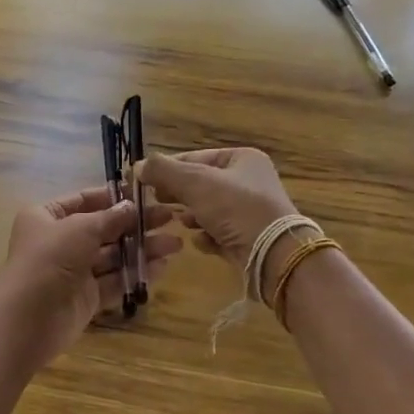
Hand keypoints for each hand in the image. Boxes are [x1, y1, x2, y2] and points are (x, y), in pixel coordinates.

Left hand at [0, 187, 180, 363]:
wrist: (28, 319)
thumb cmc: (49, 260)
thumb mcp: (80, 229)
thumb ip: (110, 218)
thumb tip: (132, 207)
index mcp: (46, 217)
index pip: (84, 200)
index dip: (114, 198)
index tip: (146, 195)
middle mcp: (59, 241)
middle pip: (102, 228)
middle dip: (135, 224)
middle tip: (170, 219)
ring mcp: (73, 271)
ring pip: (112, 255)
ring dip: (142, 249)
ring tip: (175, 244)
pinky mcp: (86, 297)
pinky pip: (114, 280)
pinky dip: (136, 272)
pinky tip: (162, 266)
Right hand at [135, 148, 301, 270]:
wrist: (275, 255)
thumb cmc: (236, 209)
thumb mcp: (195, 183)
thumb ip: (163, 171)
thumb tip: (138, 166)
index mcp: (242, 159)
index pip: (195, 158)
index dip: (168, 169)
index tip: (145, 182)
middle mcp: (249, 181)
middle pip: (200, 185)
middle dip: (179, 195)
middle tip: (157, 203)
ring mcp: (250, 211)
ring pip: (207, 210)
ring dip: (192, 217)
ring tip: (182, 224)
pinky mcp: (249, 238)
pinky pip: (218, 233)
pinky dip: (207, 237)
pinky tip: (202, 242)